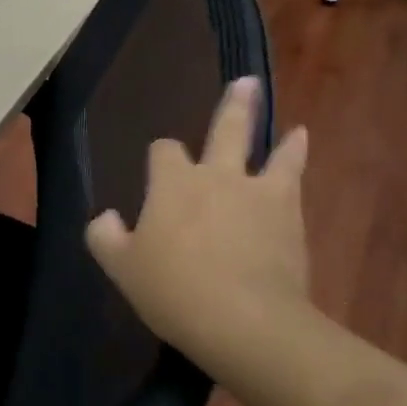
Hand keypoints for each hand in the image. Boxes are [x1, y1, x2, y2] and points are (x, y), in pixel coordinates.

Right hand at [85, 78, 311, 369]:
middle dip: (233, 107)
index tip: (159, 168)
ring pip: (269, 151)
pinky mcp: (289, 214)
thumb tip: (105, 217)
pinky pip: (294, 177)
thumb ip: (105, 238)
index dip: (160, 157)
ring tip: (294, 127)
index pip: (163, 152)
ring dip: (277, 134)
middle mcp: (215, 175)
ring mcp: (257, 192)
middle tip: (245, 83)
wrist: (246, 322)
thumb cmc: (175, 291)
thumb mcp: (123, 269)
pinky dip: (296, 159)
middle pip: (224, 130)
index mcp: (172, 184)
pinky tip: (302, 150)